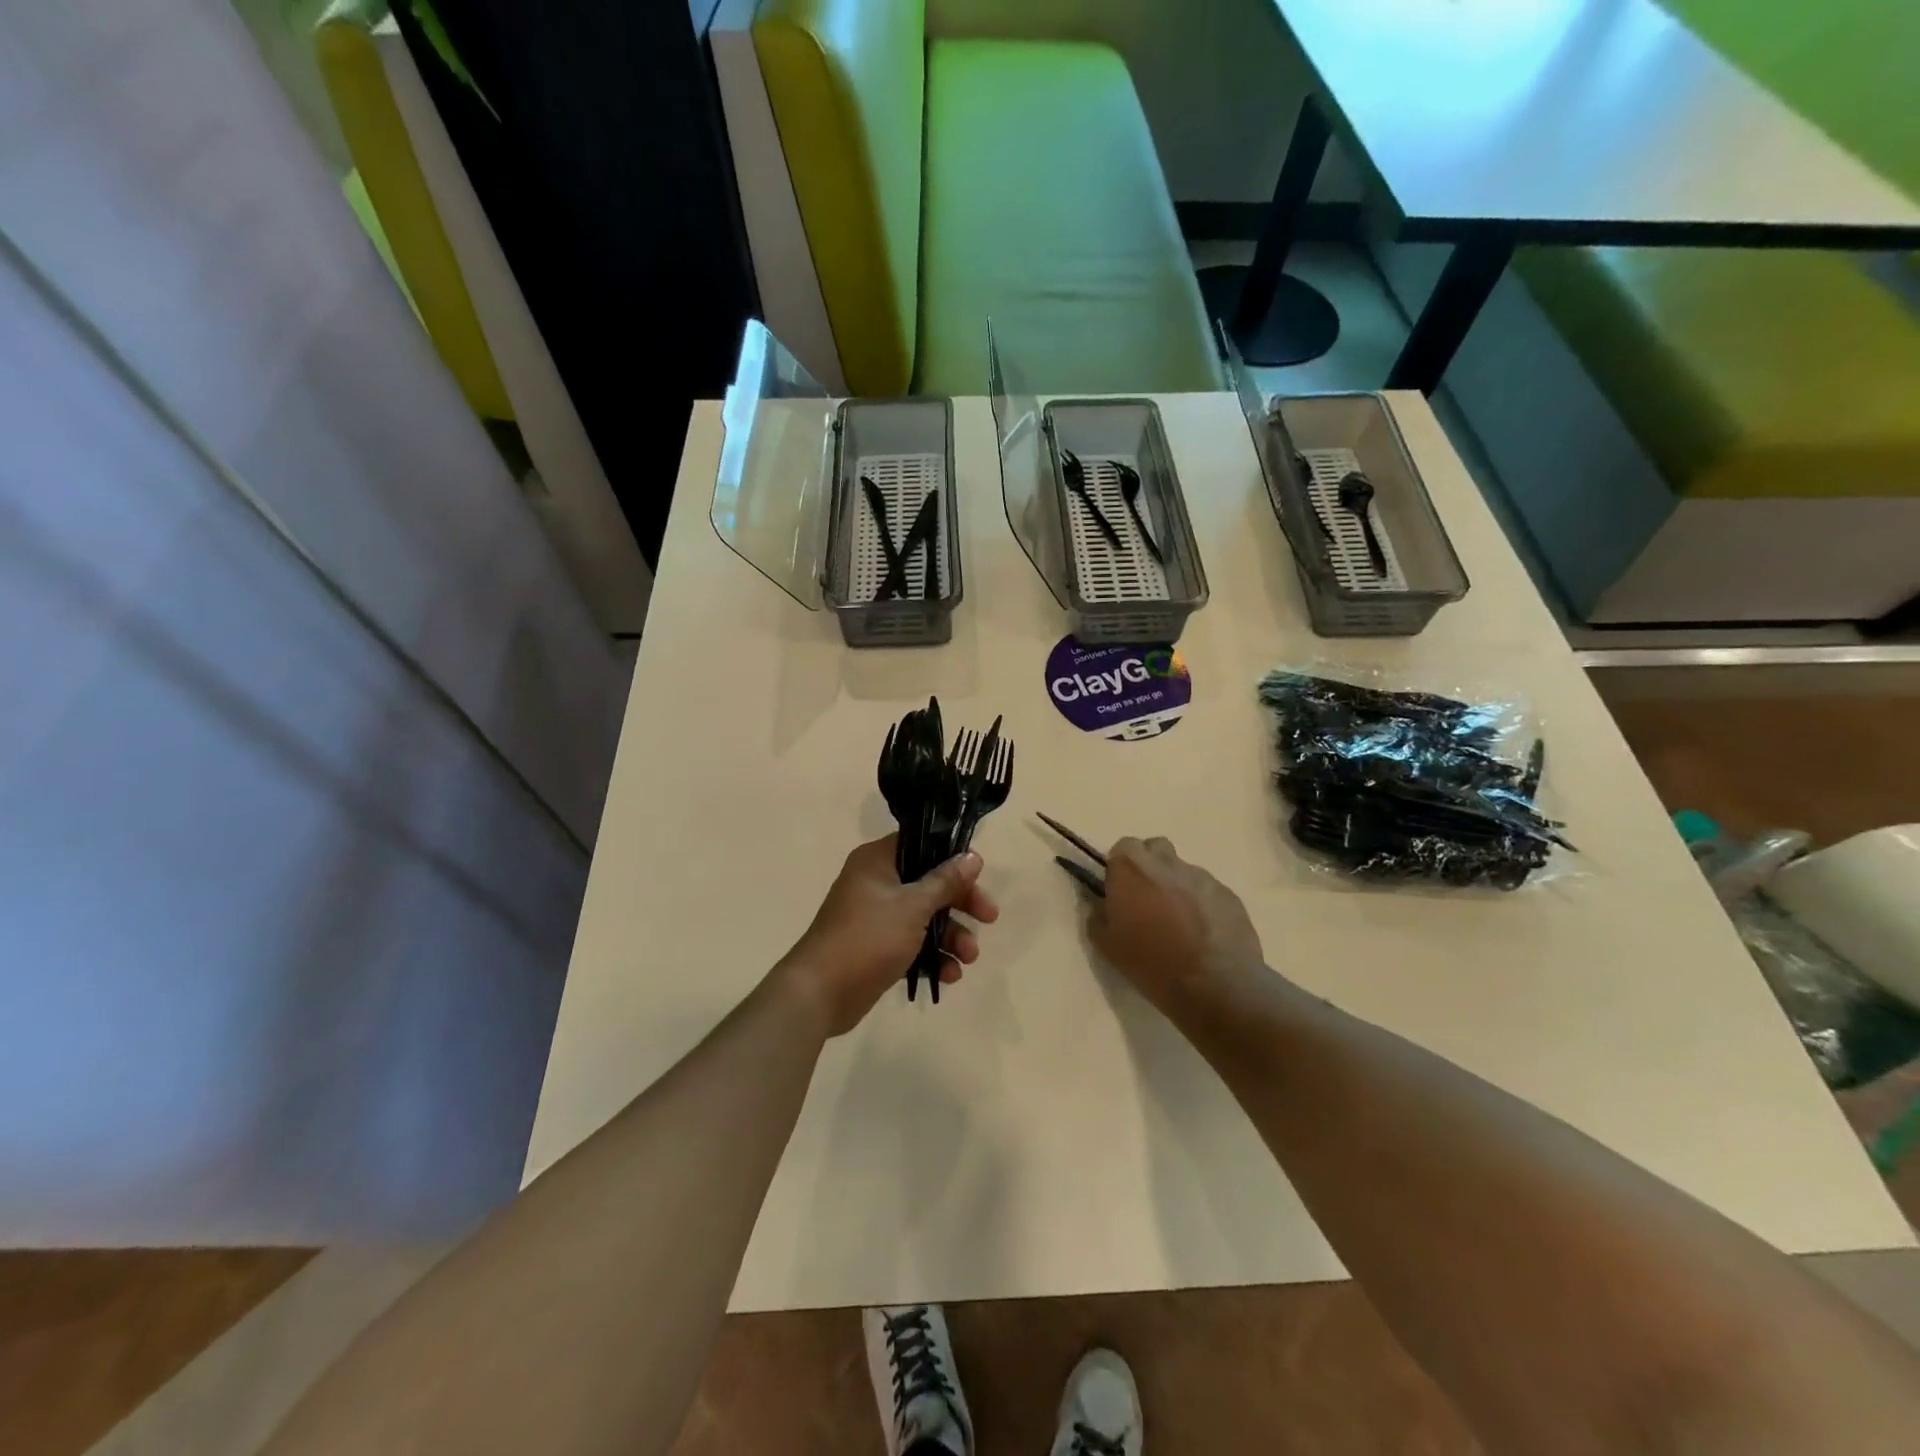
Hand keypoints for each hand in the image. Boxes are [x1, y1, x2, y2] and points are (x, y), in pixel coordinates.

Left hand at [780, 835, 999, 1035]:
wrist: (820, 993)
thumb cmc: (868, 937)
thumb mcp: (913, 906)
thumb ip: (945, 881)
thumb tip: (972, 855)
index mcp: (877, 861)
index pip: (922, 845)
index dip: (952, 857)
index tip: (978, 874)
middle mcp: (876, 883)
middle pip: (929, 883)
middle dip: (960, 904)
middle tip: (989, 917)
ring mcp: (876, 917)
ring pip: (924, 917)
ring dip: (951, 935)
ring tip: (969, 958)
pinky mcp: (877, 948)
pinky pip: (913, 944)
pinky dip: (932, 956)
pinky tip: (949, 975)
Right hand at [1088, 837, 1267, 1017]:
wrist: (1215, 986)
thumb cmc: (1152, 963)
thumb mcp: (1107, 946)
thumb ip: (1097, 916)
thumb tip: (1100, 904)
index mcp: (1132, 868)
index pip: (1122, 849)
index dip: (1120, 868)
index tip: (1120, 892)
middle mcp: (1166, 862)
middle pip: (1155, 849)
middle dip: (1149, 867)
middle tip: (1147, 900)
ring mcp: (1201, 876)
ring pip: (1182, 871)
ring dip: (1176, 887)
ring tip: (1178, 923)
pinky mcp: (1228, 894)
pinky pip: (1207, 891)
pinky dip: (1201, 904)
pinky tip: (1202, 933)